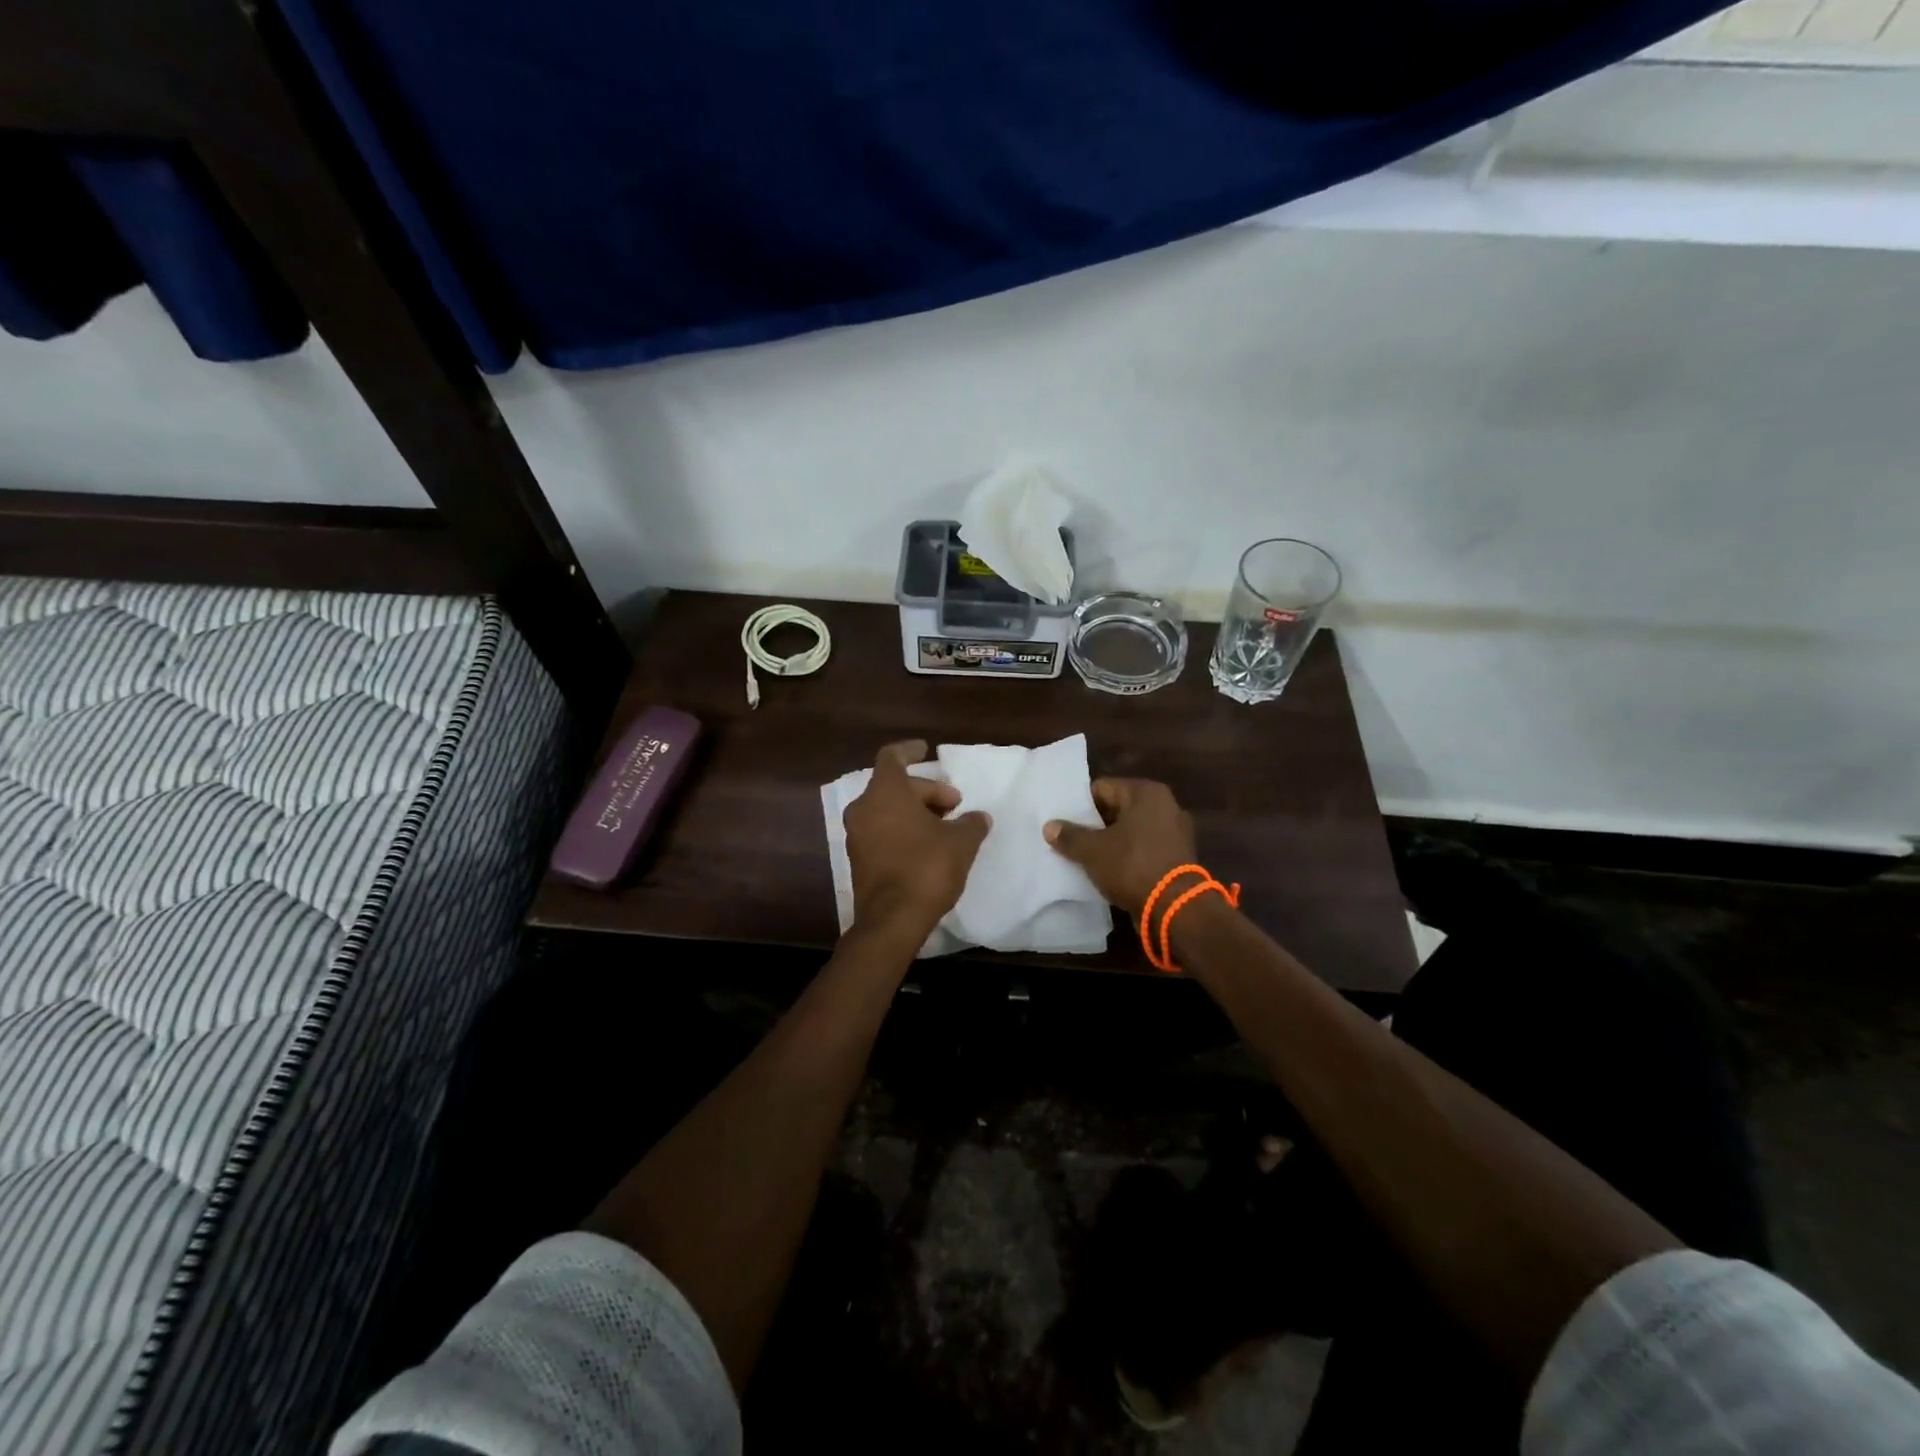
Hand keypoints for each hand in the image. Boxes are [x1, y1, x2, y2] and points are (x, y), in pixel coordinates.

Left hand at [844, 740, 991, 944]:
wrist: (892, 920)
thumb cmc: (927, 869)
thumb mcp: (961, 842)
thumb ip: (971, 823)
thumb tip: (979, 817)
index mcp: (885, 793)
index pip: (892, 757)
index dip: (909, 750)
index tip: (926, 749)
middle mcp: (864, 808)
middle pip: (894, 785)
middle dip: (925, 791)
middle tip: (954, 804)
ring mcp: (857, 835)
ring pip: (887, 809)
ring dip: (914, 811)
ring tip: (944, 825)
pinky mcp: (858, 859)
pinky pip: (881, 831)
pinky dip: (902, 829)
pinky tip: (927, 845)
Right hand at [1043, 778, 1197, 919]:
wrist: (1174, 908)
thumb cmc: (1132, 866)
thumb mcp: (1093, 851)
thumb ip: (1070, 836)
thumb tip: (1049, 826)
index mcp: (1146, 793)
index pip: (1102, 788)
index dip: (1079, 805)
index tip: (1062, 821)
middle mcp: (1166, 806)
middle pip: (1118, 809)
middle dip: (1095, 825)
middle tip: (1069, 839)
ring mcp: (1175, 833)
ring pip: (1131, 832)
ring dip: (1111, 843)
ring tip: (1085, 856)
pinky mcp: (1178, 858)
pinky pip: (1144, 850)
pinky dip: (1128, 858)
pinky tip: (1109, 871)